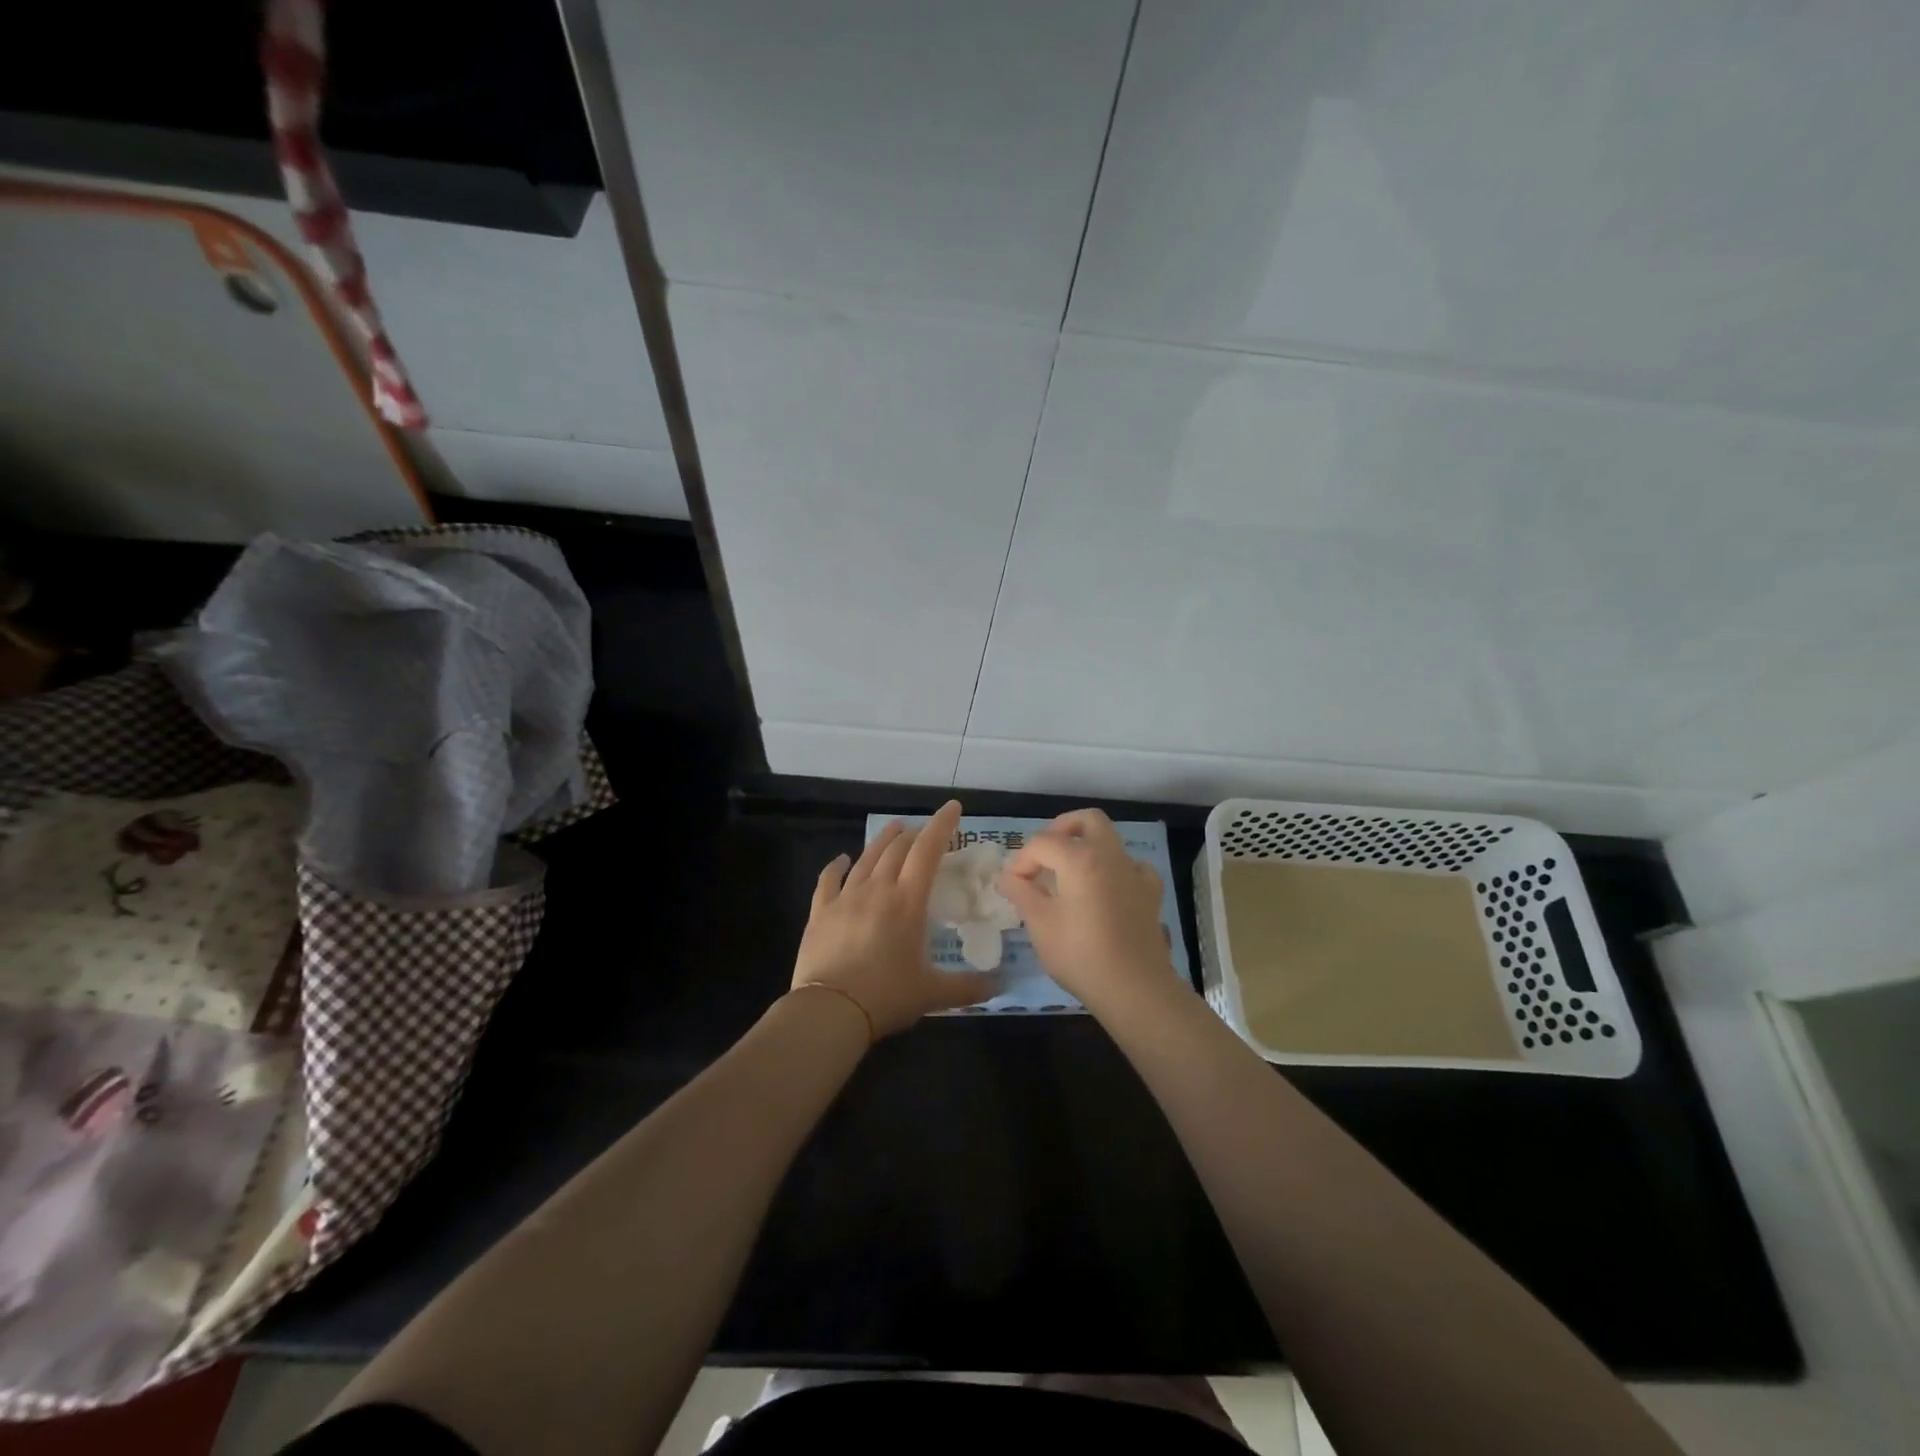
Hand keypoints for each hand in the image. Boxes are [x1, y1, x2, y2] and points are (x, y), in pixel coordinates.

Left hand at [791, 800, 997, 1036]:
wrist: (830, 1010)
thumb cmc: (887, 996)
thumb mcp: (934, 994)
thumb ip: (970, 987)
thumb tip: (1003, 985)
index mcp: (908, 901)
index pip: (927, 850)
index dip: (941, 825)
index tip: (953, 808)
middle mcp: (877, 889)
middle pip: (897, 849)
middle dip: (914, 834)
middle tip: (924, 830)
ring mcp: (845, 897)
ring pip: (866, 858)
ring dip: (882, 840)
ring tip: (893, 829)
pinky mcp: (820, 912)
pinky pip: (828, 879)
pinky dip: (836, 866)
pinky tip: (841, 860)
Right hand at [999, 809, 1174, 1012]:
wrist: (1134, 988)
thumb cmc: (1080, 955)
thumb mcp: (1040, 924)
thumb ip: (1021, 893)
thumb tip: (1008, 878)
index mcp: (1080, 858)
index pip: (1042, 843)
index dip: (1021, 861)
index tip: (1011, 885)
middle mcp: (1110, 855)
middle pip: (1087, 820)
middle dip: (1061, 829)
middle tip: (1044, 855)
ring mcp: (1135, 872)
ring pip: (1111, 840)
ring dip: (1087, 847)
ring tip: (1069, 874)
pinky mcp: (1150, 893)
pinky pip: (1131, 866)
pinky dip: (1115, 869)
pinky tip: (1105, 889)